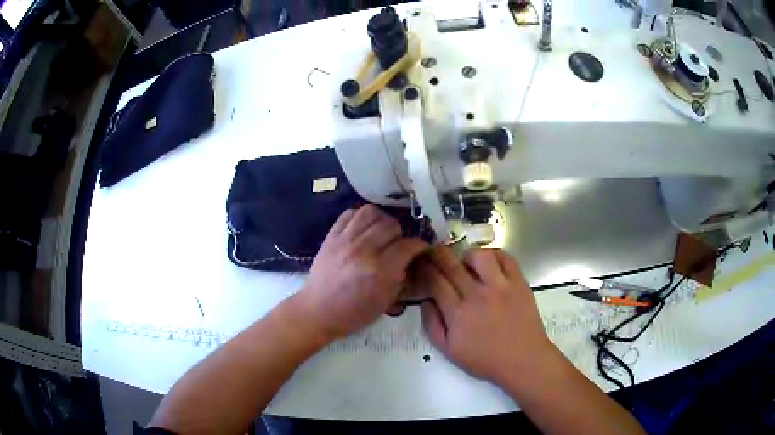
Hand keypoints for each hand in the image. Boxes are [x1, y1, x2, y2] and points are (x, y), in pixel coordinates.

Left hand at [294, 205, 427, 340]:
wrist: (318, 311)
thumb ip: (400, 277)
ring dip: (381, 220)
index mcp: (379, 271)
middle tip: (397, 244)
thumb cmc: (354, 313)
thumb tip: (409, 259)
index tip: (421, 247)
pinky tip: (362, 229)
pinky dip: (359, 217)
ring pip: (371, 212)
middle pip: (391, 225)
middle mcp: (363, 250)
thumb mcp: (385, 302)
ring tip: (380, 232)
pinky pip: (349, 214)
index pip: (407, 246)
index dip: (419, 245)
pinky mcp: (331, 236)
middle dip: (400, 233)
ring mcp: (345, 240)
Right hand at [416, 247, 553, 383]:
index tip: (421, 263)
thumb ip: (432, 325)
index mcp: (457, 314)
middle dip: (437, 254)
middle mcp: (477, 295)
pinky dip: (494, 254)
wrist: (522, 360)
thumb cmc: (484, 359)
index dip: (425, 269)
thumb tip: (426, 300)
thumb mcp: (449, 351)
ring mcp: (500, 287)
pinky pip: (505, 258)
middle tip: (433, 250)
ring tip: (466, 262)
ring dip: (467, 255)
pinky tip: (489, 262)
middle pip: (451, 265)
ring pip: (479, 256)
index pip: (435, 282)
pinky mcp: (519, 283)